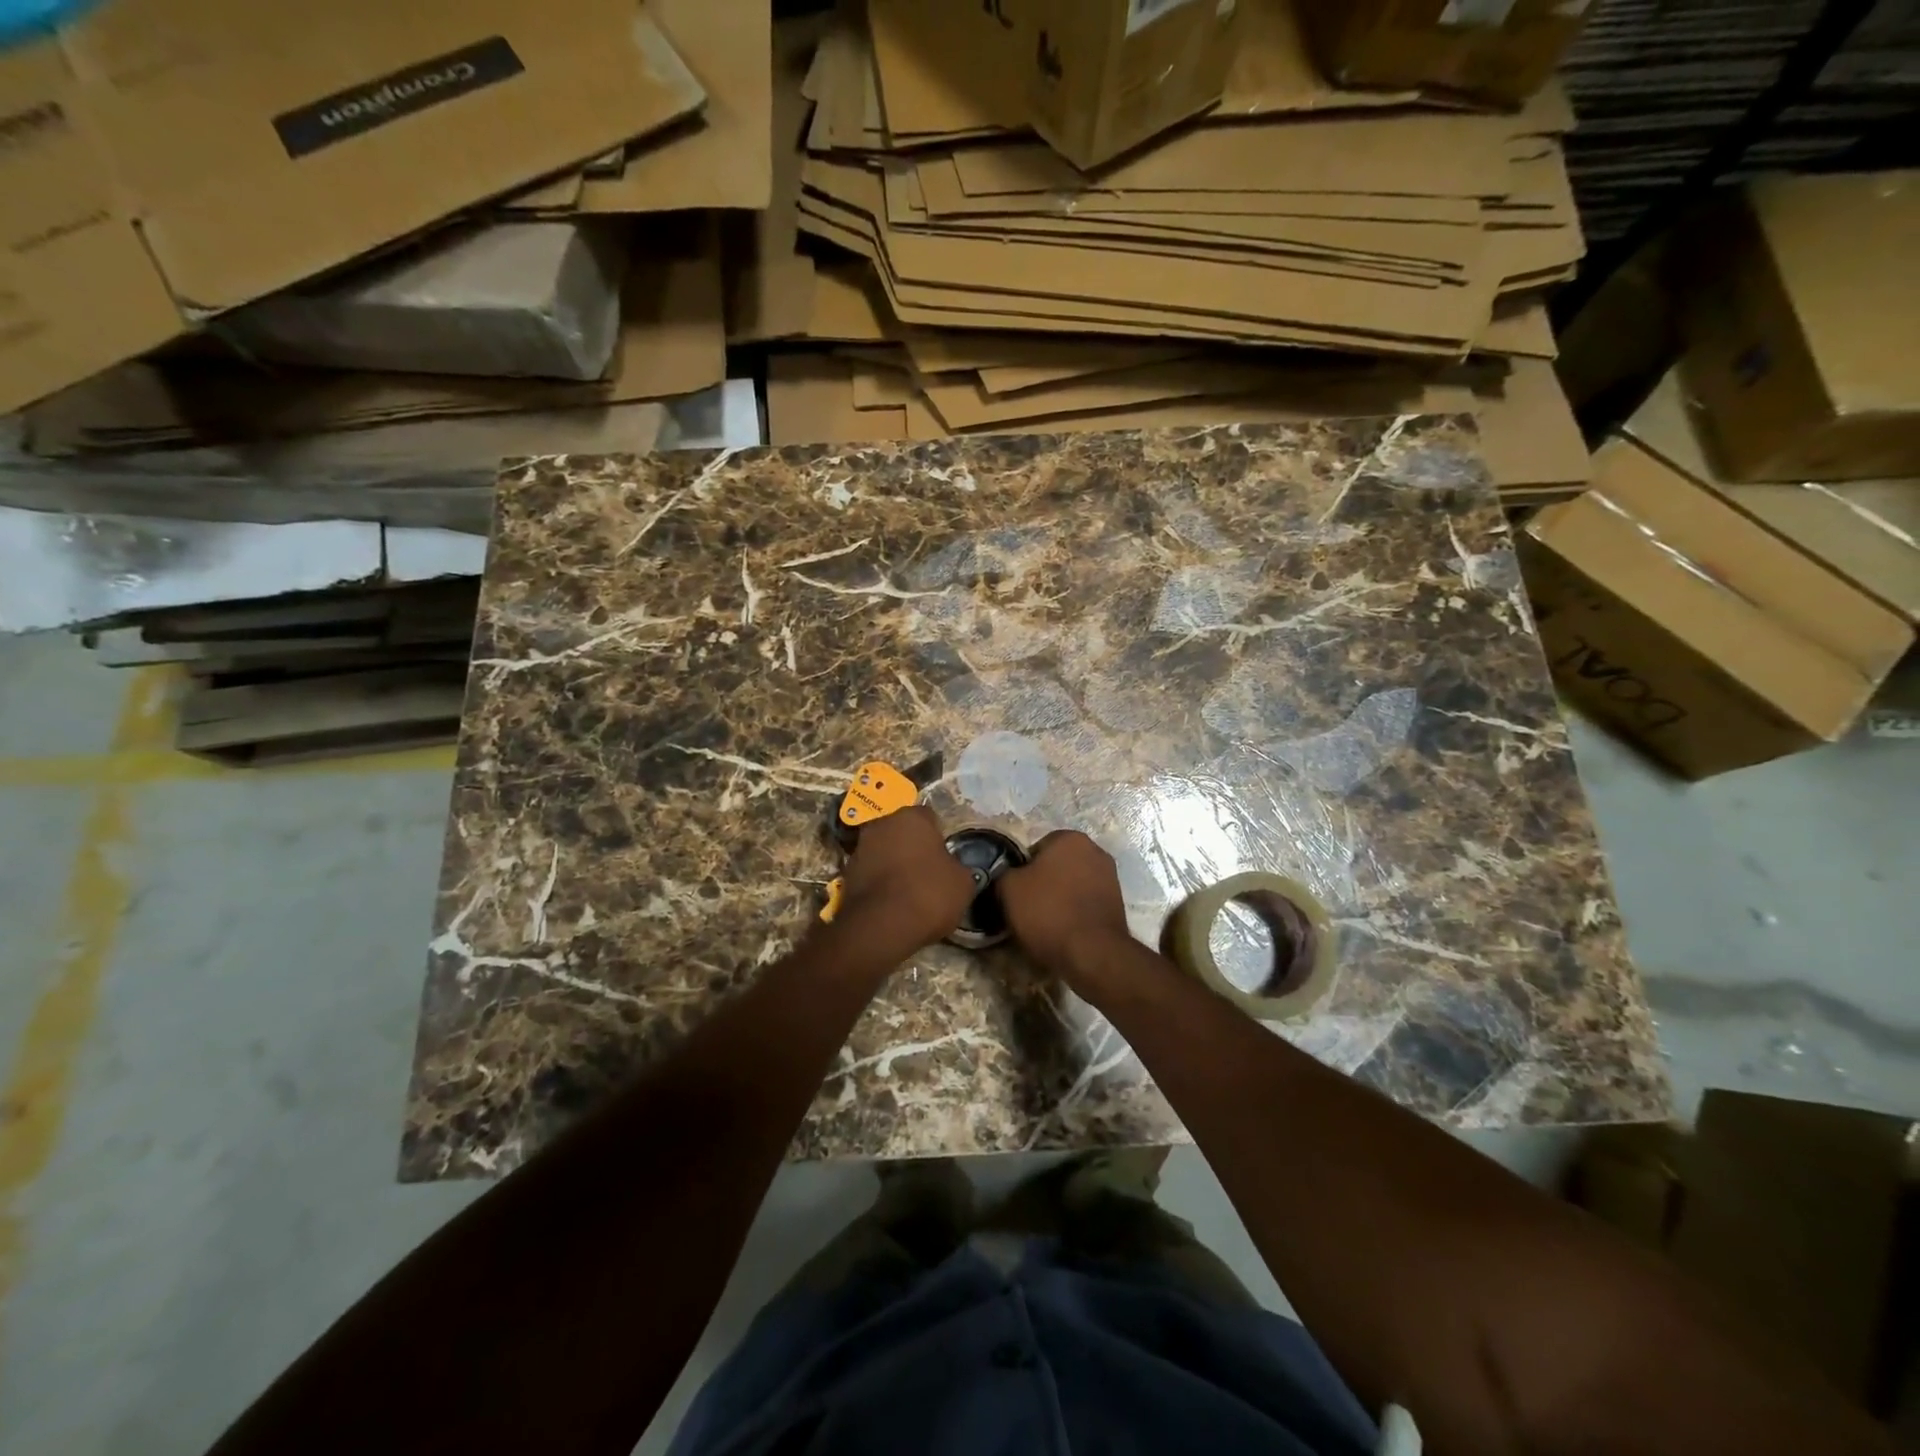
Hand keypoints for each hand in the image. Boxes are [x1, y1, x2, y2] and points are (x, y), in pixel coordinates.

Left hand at [833, 806, 977, 958]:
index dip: (939, 836)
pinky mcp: (846, 874)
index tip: (945, 857)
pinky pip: (871, 874)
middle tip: (928, 871)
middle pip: (902, 832)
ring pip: (884, 851)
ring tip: (909, 891)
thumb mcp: (963, 883)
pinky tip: (892, 903)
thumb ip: (958, 867)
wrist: (881, 927)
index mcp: (912, 817)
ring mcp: (860, 848)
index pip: (929, 817)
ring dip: (894, 864)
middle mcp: (882, 824)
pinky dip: (880, 883)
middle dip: (913, 847)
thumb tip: (953, 869)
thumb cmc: (928, 894)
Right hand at [996, 831, 1134, 982]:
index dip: (1021, 872)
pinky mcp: (1118, 903)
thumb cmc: (1048, 912)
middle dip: (1043, 883)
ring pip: (1072, 885)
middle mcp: (1095, 851)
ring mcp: (1111, 877)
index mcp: (1070, 838)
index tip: (1015, 893)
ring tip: (1045, 923)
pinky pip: (1085, 903)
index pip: (1035, 849)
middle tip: (1027, 908)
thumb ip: (1004, 873)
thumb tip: (1008, 876)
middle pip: (1056, 866)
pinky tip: (1064, 931)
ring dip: (1059, 898)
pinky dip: (1074, 913)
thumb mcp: (1009, 889)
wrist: (1092, 954)